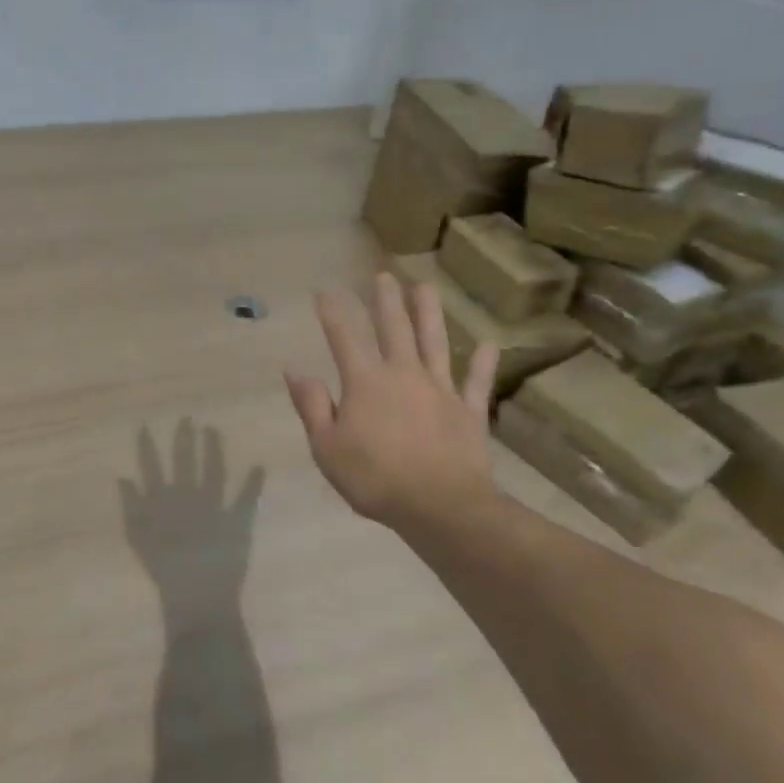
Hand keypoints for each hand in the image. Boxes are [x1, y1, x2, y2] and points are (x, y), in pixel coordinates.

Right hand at [118, 420, 264, 609]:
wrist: (197, 597)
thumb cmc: (164, 571)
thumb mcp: (139, 539)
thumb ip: (131, 507)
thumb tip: (124, 478)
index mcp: (164, 502)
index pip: (153, 468)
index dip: (148, 447)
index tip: (146, 427)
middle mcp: (189, 497)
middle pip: (186, 461)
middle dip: (185, 439)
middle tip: (187, 418)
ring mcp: (215, 507)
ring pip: (213, 471)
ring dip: (213, 450)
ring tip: (213, 430)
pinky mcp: (237, 521)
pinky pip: (246, 498)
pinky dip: (253, 483)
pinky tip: (259, 466)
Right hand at [284, 273, 500, 528]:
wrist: (440, 507)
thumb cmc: (375, 478)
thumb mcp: (327, 447)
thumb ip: (312, 406)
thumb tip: (295, 370)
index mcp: (366, 382)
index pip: (345, 337)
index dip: (333, 312)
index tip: (325, 290)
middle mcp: (403, 374)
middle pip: (394, 329)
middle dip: (386, 301)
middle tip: (384, 275)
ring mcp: (440, 390)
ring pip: (434, 343)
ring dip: (429, 314)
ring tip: (426, 287)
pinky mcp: (468, 411)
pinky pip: (476, 383)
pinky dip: (482, 364)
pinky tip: (488, 345)